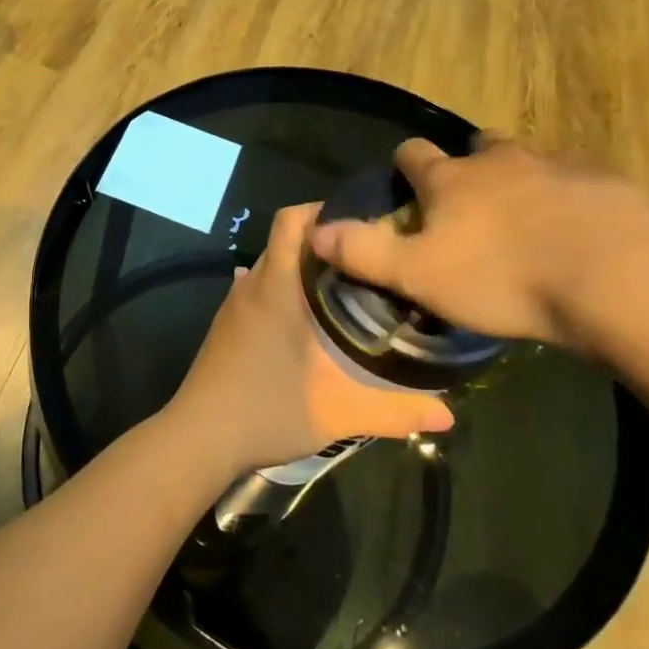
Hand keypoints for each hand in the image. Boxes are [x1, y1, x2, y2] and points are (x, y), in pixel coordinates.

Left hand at [168, 204, 454, 477]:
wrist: (199, 438)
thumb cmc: (267, 410)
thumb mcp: (338, 412)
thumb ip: (395, 410)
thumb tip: (449, 413)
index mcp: (277, 285)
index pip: (293, 220)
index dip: (325, 211)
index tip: (365, 224)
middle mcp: (252, 283)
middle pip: (287, 239)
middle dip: (326, 242)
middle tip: (369, 261)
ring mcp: (235, 304)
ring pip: (272, 265)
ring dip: (303, 268)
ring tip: (346, 288)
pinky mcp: (226, 325)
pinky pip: (260, 290)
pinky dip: (285, 291)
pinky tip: (309, 321)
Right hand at [308, 136, 648, 350]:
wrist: (614, 278)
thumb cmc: (503, 278)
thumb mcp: (419, 275)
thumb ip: (364, 252)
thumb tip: (314, 231)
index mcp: (451, 179)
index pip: (412, 154)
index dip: (404, 165)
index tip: (404, 182)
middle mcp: (500, 160)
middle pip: (475, 148)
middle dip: (468, 167)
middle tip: (470, 206)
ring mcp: (556, 164)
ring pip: (528, 161)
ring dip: (520, 181)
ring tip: (525, 220)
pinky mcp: (604, 182)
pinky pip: (577, 181)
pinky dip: (568, 197)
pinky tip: (576, 230)